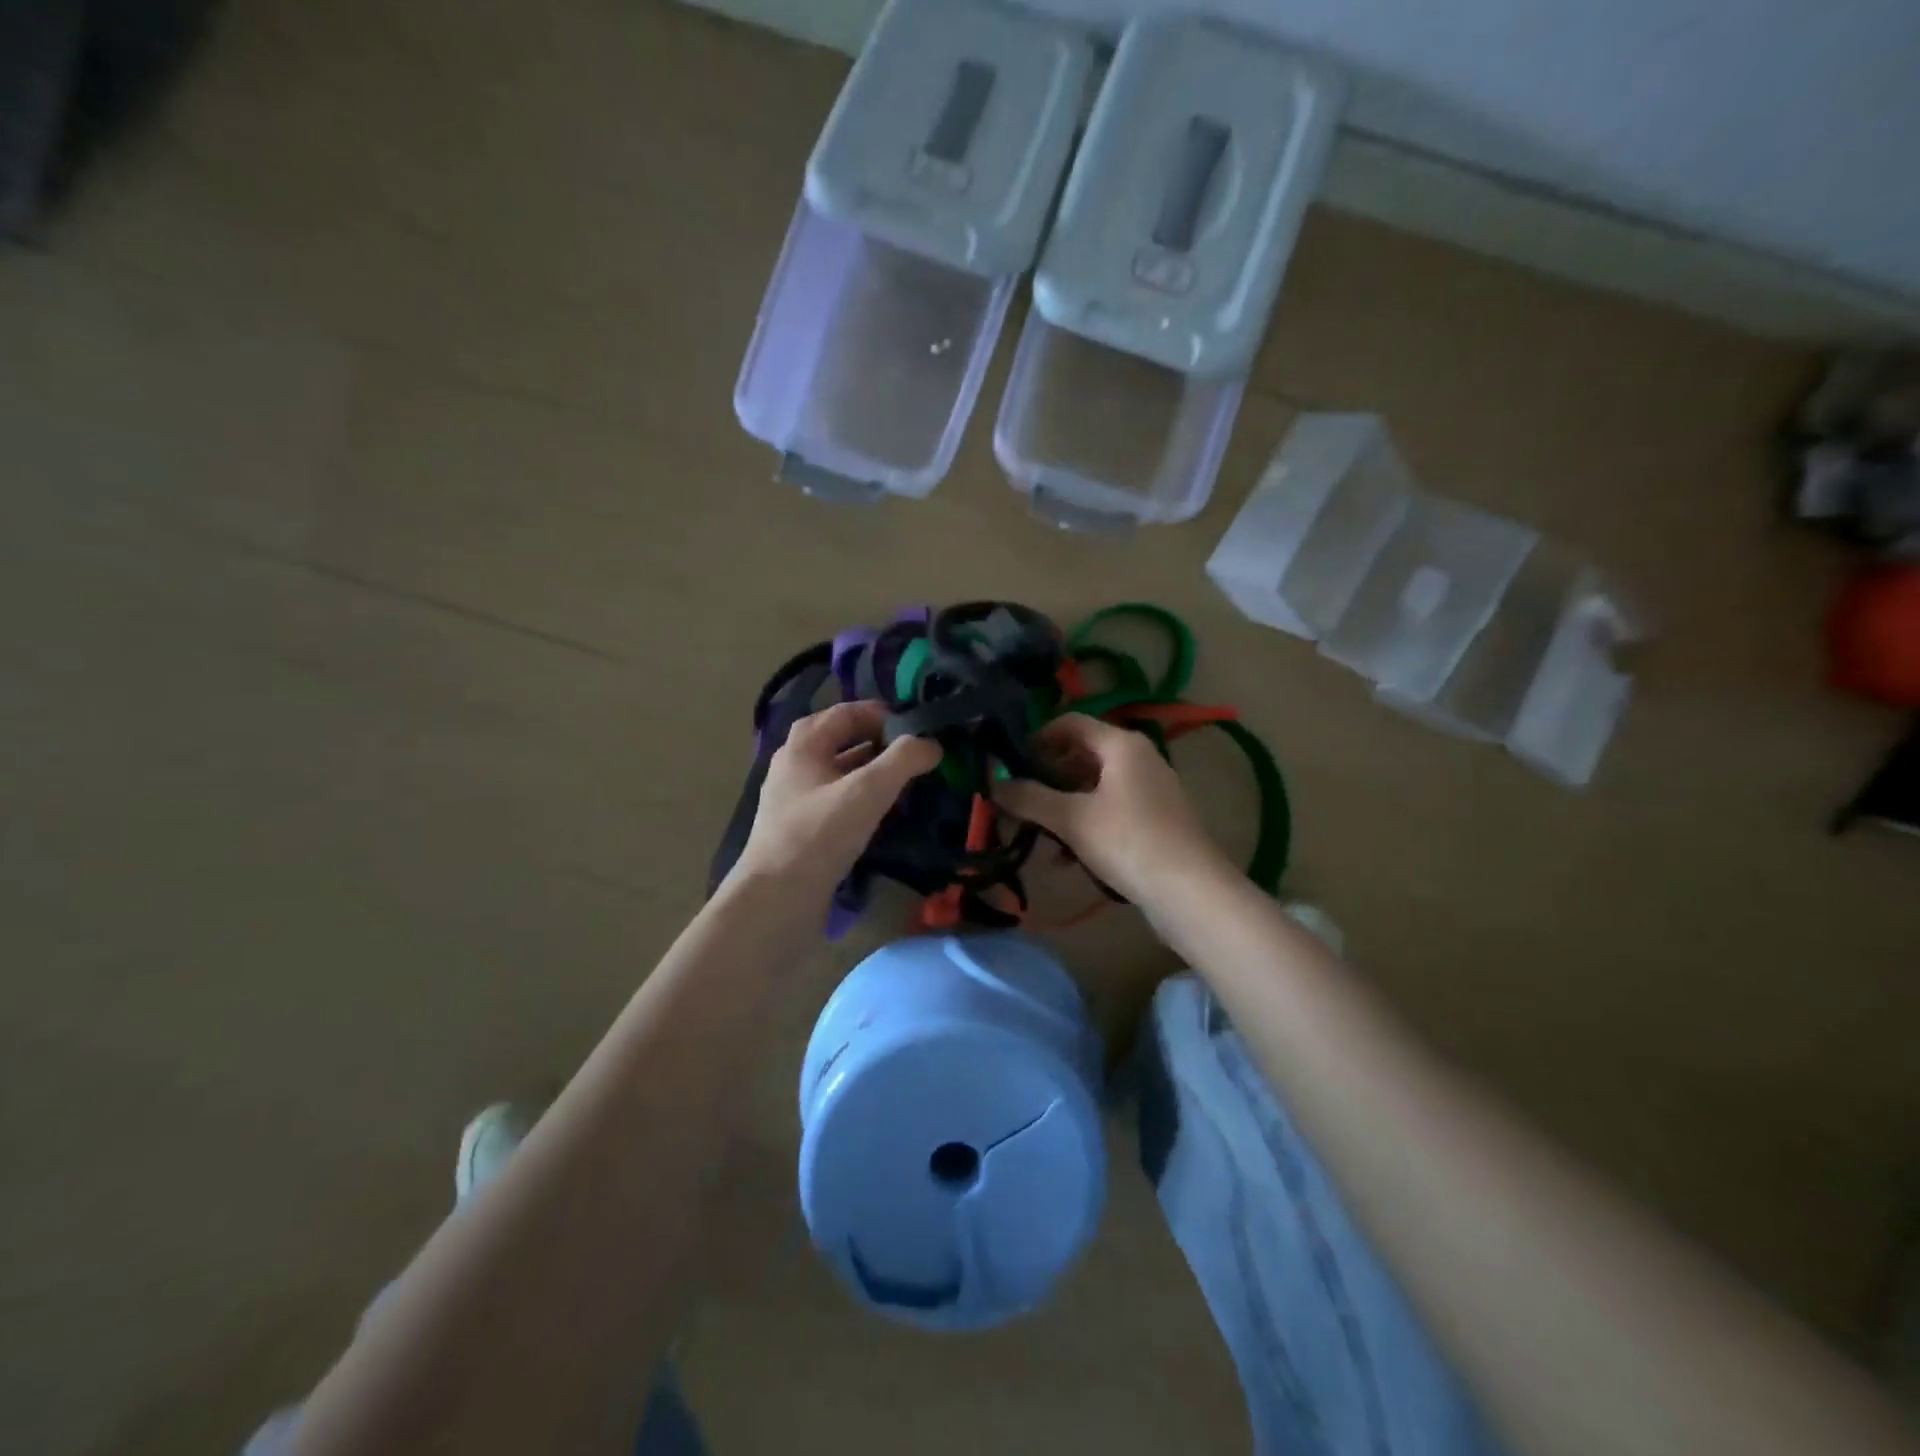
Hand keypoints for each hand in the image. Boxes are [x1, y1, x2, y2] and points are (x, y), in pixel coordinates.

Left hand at [733, 701, 940, 901]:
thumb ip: (903, 760)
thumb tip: (932, 743)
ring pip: (842, 772)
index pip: (849, 712)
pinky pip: (839, 800)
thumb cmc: (819, 835)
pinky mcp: (803, 828)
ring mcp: (796, 798)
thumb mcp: (867, 791)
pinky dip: (864, 799)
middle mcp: (796, 764)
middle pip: (844, 740)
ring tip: (910, 784)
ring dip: (875, 773)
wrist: (776, 900)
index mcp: (804, 743)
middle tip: (917, 756)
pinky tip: (885, 815)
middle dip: (882, 744)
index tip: (919, 729)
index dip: (885, 715)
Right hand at [997, 713, 1226, 904]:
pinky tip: (1067, 855)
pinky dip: (1087, 821)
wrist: (1190, 891)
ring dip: (1064, 802)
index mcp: (1121, 745)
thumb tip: (995, 785)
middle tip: (1019, 796)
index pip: (1070, 723)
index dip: (1038, 737)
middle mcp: (1139, 757)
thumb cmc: (1128, 842)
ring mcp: (1150, 788)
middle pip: (1083, 753)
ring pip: (1095, 785)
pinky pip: (1111, 808)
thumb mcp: (1072, 819)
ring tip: (1037, 829)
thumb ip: (1030, 798)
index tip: (1011, 761)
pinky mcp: (1155, 818)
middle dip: (1048, 774)